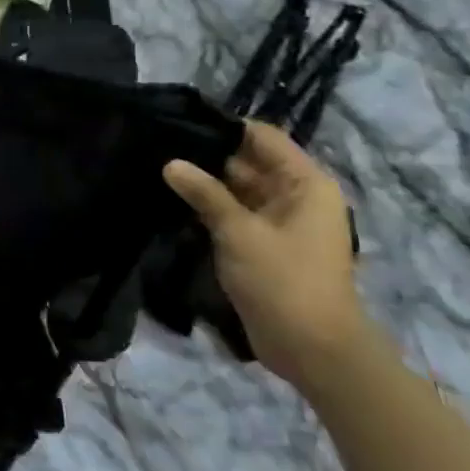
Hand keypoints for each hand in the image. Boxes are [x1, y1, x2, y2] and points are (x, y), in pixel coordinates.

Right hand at [162, 121, 368, 389]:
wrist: (312, 348)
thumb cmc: (283, 281)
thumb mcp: (239, 232)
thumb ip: (204, 194)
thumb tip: (171, 163)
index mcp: (305, 184)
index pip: (262, 138)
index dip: (224, 127)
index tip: (179, 122)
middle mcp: (296, 196)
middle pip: (248, 161)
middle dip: (207, 155)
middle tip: (157, 145)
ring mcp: (280, 222)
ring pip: (238, 188)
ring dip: (205, 182)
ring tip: (157, 168)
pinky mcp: (264, 243)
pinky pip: (235, 213)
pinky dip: (210, 206)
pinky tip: (172, 200)